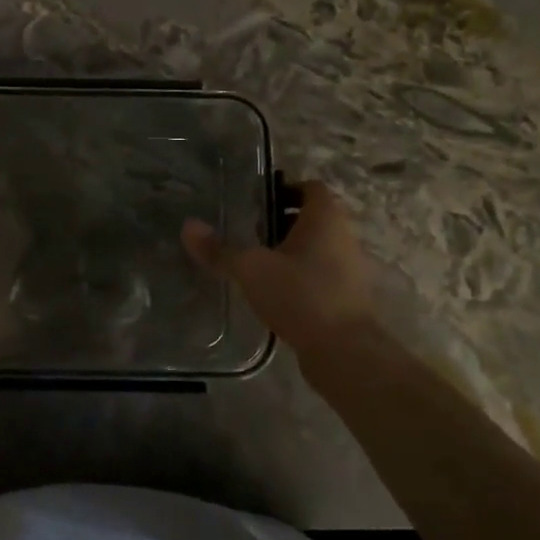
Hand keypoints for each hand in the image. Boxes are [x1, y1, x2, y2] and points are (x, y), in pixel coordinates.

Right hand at [182, 180, 387, 357]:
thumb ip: (219, 249)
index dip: (286, 188)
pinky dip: (302, 277)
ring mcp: (351, 269)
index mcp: (325, 219)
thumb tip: (188, 226)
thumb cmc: (300, 295)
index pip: (311, 188)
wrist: (344, 351)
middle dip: (284, 222)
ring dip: (292, 251)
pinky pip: (323, 275)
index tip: (257, 202)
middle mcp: (344, 237)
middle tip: (251, 232)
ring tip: (259, 264)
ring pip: (319, 248)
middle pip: (314, 218)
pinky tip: (276, 293)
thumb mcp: (250, 269)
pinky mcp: (349, 298)